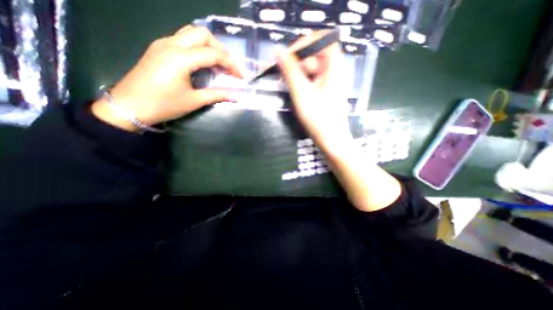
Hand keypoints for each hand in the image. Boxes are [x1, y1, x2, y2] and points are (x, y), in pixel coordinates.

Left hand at [91, 26, 242, 131]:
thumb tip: (234, 96)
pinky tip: (201, 62)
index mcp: (181, 58)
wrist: (130, 106)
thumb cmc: (164, 105)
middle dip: (220, 49)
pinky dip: (196, 47)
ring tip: (217, 63)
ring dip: (208, 45)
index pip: (213, 54)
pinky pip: (182, 39)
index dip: (231, 64)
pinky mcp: (158, 48)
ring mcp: (163, 43)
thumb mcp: (193, 101)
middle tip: (228, 66)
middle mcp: (172, 44)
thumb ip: (216, 95)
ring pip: (191, 33)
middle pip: (202, 34)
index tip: (240, 76)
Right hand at [279, 30, 400, 213]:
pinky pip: (312, 79)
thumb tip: (277, 50)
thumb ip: (290, 70)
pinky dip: (302, 82)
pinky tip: (295, 91)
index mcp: (334, 66)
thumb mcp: (301, 93)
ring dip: (297, 73)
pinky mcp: (325, 92)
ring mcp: (330, 82)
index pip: (321, 39)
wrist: (332, 140)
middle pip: (314, 54)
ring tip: (286, 85)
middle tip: (282, 74)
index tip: (287, 56)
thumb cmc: (319, 118)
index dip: (304, 44)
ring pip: (311, 68)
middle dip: (297, 61)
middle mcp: (334, 71)